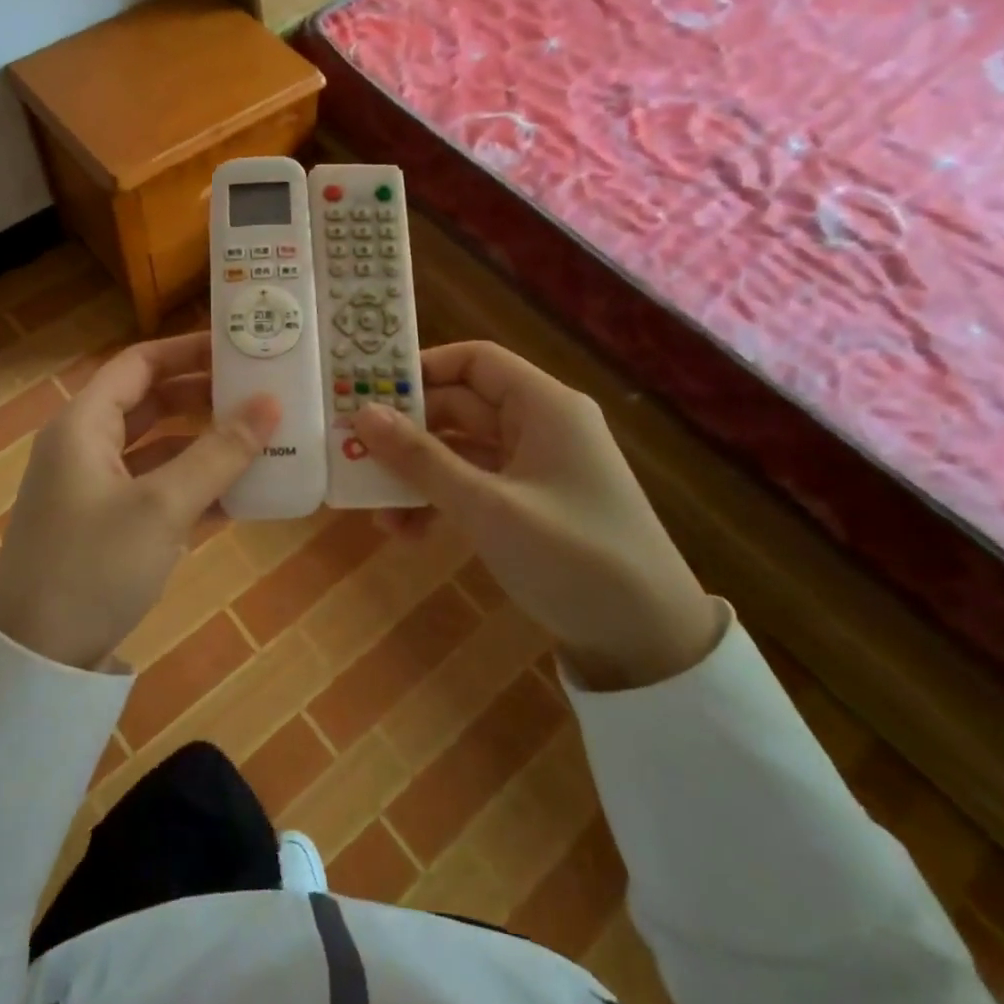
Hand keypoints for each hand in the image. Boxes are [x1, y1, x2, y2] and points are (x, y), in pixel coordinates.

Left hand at [0, 332, 280, 670]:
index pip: (139, 364)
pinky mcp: (109, 527)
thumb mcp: (162, 506)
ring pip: (160, 449)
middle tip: (261, 393)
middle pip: (152, 403)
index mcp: (85, 424)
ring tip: (263, 438)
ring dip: (206, 444)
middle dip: (205, 397)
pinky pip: (159, 490)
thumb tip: (270, 404)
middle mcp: (87, 447)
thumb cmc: (92, 565)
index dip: (188, 350)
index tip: (239, 347)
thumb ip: (219, 453)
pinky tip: (243, 494)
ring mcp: (97, 489)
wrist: (34, 660)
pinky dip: (195, 487)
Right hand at [353, 341, 721, 690]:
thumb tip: (363, 414)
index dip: (421, 369)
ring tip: (376, 511)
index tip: (369, 393)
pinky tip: (409, 533)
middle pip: (460, 406)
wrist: (649, 643)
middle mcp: (539, 425)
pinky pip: (474, 485)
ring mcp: (535, 467)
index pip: (473, 361)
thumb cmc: (573, 558)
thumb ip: (422, 459)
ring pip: (461, 451)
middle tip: (354, 453)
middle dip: (407, 434)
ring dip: (418, 475)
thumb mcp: (488, 507)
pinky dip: (441, 501)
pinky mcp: (531, 504)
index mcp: (543, 406)